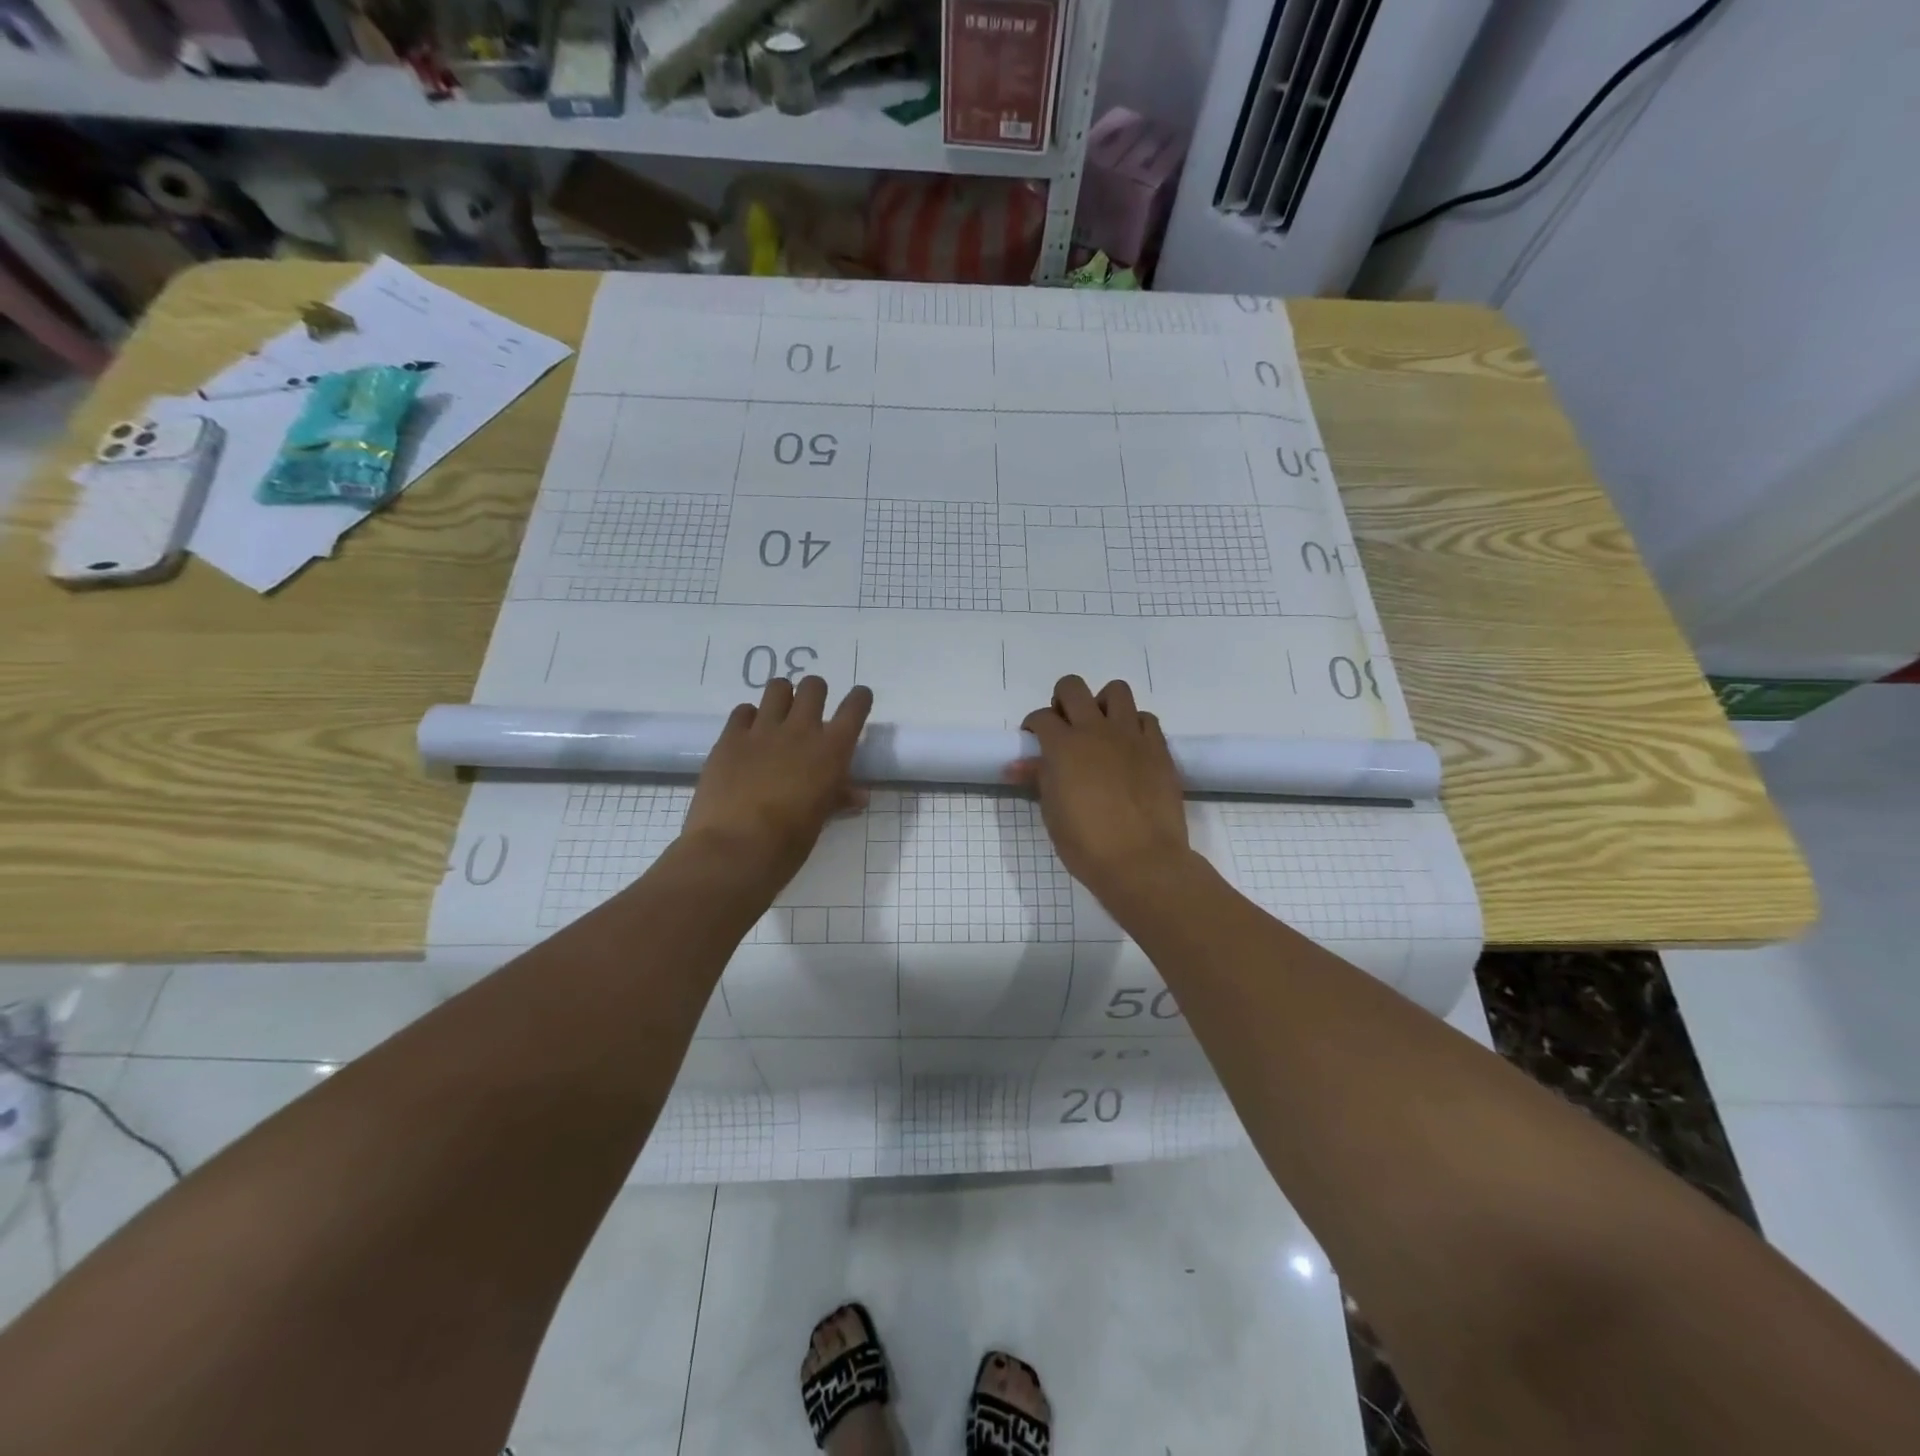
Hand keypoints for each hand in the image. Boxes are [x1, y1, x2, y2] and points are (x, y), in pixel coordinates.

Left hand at [682, 676, 872, 892]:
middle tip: (810, 713)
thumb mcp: (820, 820)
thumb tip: (857, 795)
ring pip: (777, 687)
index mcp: (832, 750)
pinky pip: (743, 711)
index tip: (858, 701)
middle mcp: (801, 730)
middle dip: (815, 693)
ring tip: (778, 717)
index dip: (859, 699)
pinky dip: (749, 718)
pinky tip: (748, 736)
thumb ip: (838, 798)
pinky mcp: (730, 738)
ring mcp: (762, 730)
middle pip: (813, 686)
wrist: (735, 849)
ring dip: (782, 697)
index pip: (855, 707)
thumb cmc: (789, 842)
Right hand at [1009, 675, 1190, 905]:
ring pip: (1116, 691)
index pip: (1041, 717)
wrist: (1142, 860)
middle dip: (1063, 700)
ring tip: (1101, 729)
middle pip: (1073, 687)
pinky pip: (1146, 718)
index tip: (1034, 741)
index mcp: (1063, 746)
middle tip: (1064, 726)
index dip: (1033, 726)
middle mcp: (1096, 730)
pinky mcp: (1159, 748)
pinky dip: (1134, 725)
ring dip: (1102, 704)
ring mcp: (1131, 736)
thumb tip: (1018, 765)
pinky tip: (1129, 748)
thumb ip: (1039, 779)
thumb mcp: (1052, 813)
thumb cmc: (1086, 844)